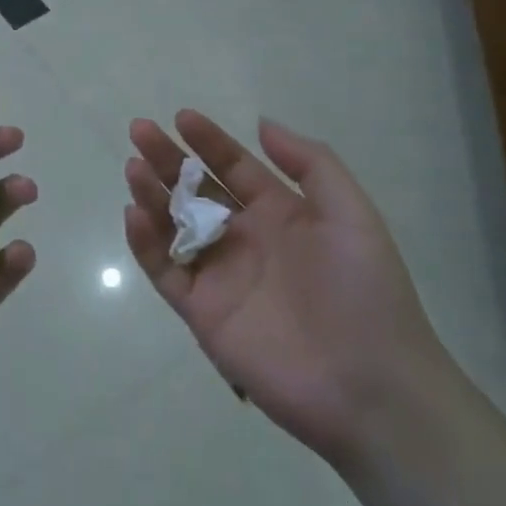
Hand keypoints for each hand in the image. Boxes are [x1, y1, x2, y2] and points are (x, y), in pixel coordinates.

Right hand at [123, 110, 446, 468]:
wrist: (371, 389)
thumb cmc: (364, 293)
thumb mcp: (351, 216)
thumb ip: (311, 164)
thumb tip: (262, 123)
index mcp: (280, 215)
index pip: (235, 168)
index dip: (209, 141)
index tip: (181, 117)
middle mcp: (245, 239)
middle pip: (196, 190)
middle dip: (168, 159)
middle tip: (140, 130)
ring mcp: (220, 276)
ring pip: (173, 225)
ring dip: (151, 194)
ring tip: (134, 167)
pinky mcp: (202, 312)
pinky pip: (165, 271)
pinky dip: (145, 243)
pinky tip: (135, 214)